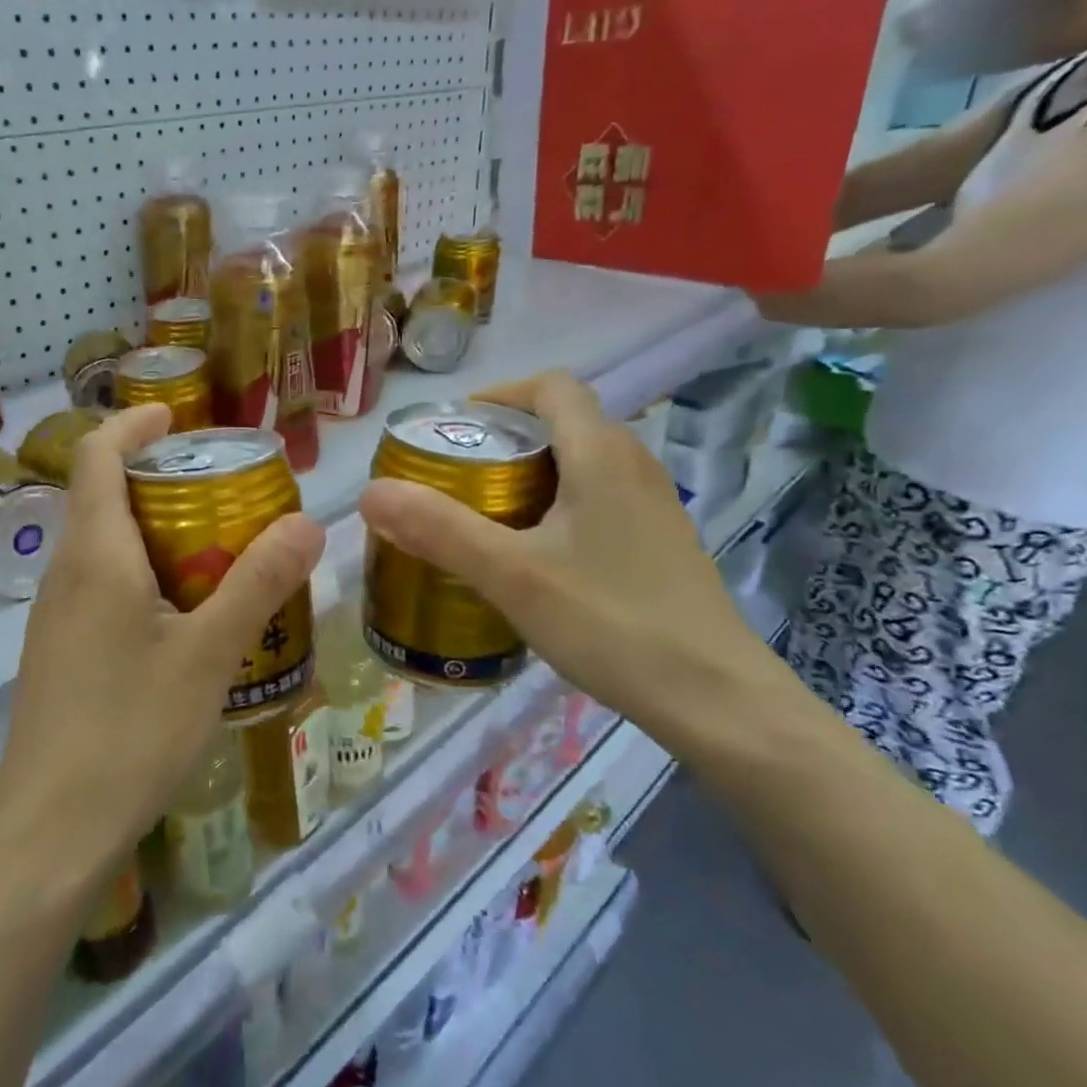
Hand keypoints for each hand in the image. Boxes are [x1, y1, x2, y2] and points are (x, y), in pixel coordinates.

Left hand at [0, 403, 324, 865]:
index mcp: (95, 554)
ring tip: (218, 548)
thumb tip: (311, 522)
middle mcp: (66, 574)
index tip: (177, 416)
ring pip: (103, 546)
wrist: (49, 833)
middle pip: (102, 496)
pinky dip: (145, 575)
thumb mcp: (209, 654)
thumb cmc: (129, 730)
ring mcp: (56, 617)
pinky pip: (102, 588)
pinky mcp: (61, 654)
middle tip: (224, 489)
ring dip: (154, 530)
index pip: (96, 455)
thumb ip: (259, 583)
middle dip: (158, 478)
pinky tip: (187, 617)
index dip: (133, 424)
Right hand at [357, 373, 787, 746]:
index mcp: (601, 453)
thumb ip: (438, 530)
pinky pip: (599, 499)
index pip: (551, 388)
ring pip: (582, 464)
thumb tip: (370, 493)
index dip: (500, 395)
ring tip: (485, 514)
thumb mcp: (511, 575)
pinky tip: (535, 557)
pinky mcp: (660, 543)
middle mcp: (634, 465)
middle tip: (456, 477)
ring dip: (531, 474)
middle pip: (563, 423)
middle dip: (505, 438)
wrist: (717, 699)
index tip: (456, 429)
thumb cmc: (611, 622)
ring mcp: (654, 505)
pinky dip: (558, 506)